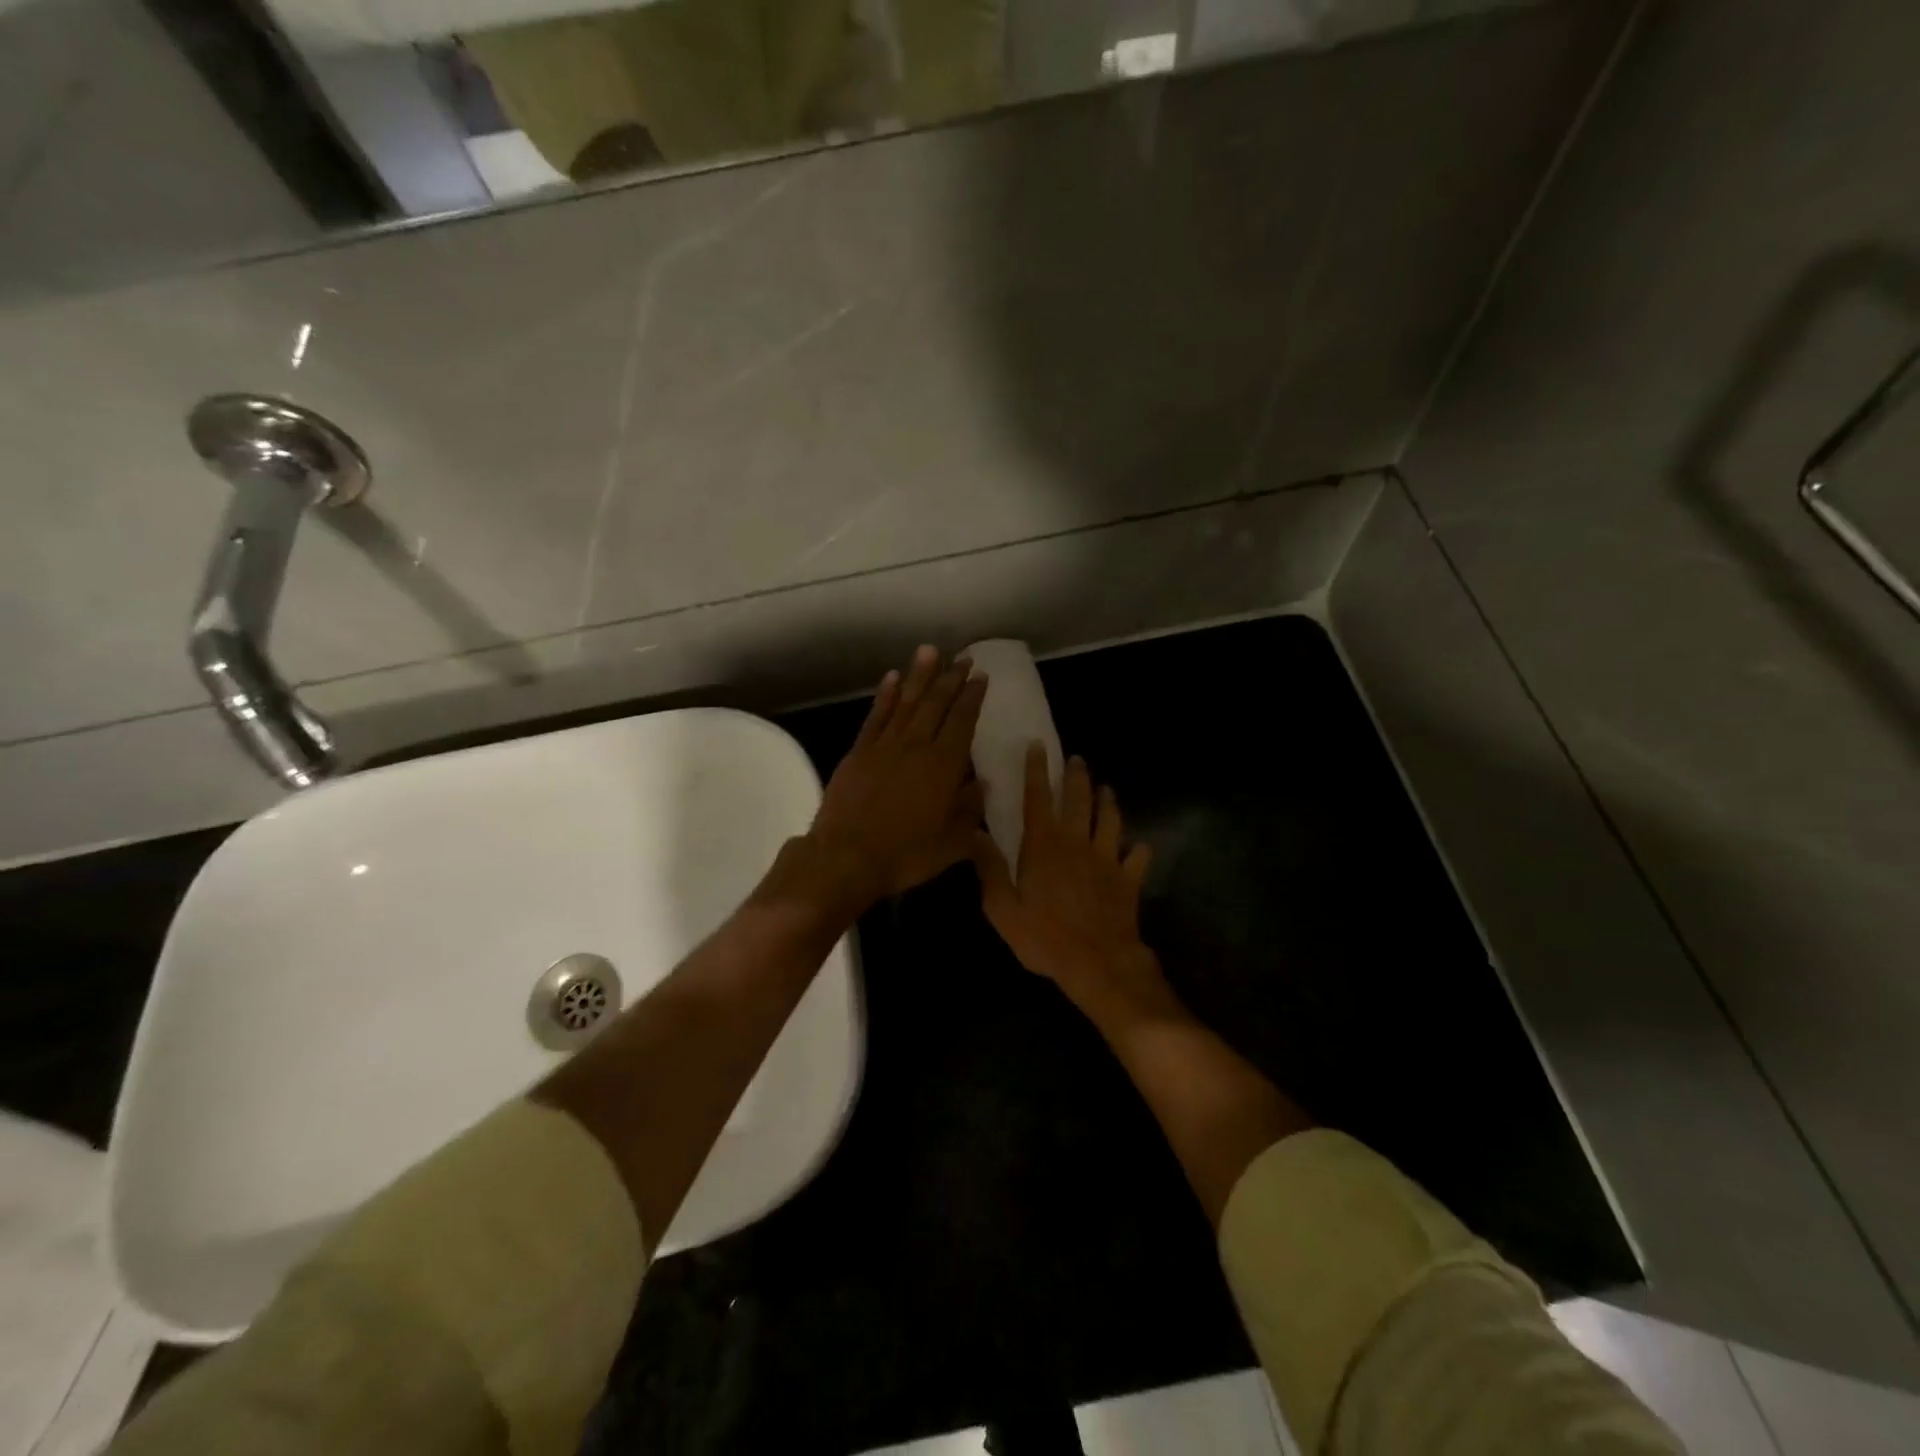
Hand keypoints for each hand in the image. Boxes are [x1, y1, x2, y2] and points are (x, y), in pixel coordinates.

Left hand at [804, 646, 988, 909]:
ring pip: (906, 702)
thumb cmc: (904, 855)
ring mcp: (884, 746)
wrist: (846, 857)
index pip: (962, 722)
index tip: (980, 676)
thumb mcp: (951, 843)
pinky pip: (876, 716)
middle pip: (936, 705)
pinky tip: (892, 678)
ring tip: (930, 652)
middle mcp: (916, 747)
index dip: (972, 697)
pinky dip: (885, 696)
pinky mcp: (859, 752)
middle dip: (951, 679)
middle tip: (962, 657)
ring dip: (919, 676)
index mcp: (943, 766)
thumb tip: (983, 786)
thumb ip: (969, 811)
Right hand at [973, 745, 1177, 1025]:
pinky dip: (1138, 850)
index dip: (1036, 770)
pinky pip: (1138, 857)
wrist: (1099, 963)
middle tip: (1077, 760)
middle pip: (1078, 800)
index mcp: (1043, 845)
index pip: (1038, 798)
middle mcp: (1076, 842)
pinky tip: (1138, 847)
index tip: (1038, 746)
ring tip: (1107, 789)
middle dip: (1076, 776)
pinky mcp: (1128, 879)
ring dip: (1108, 802)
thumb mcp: (1002, 908)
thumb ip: (989, 868)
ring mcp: (1107, 859)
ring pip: (1110, 820)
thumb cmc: (1044, 937)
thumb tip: (974, 832)